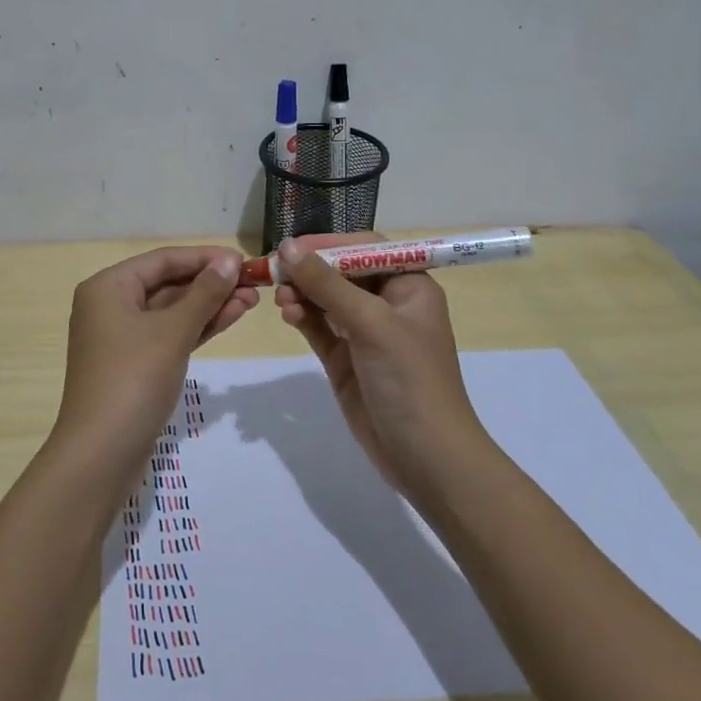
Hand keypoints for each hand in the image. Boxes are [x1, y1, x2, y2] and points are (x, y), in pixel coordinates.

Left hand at [55, 247, 256, 468]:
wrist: (101, 454)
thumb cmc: (133, 380)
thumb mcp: (172, 332)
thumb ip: (204, 293)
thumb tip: (230, 260)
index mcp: (108, 287)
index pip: (163, 260)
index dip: (205, 257)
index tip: (244, 260)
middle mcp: (110, 305)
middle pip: (168, 283)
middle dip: (211, 283)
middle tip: (255, 283)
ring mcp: (122, 337)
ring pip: (172, 311)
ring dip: (209, 305)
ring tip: (253, 299)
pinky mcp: (135, 364)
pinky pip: (169, 334)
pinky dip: (197, 327)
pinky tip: (231, 318)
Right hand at [273, 234, 487, 495]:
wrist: (425, 457)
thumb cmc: (409, 379)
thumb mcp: (370, 323)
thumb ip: (327, 284)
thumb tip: (287, 247)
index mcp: (409, 286)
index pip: (365, 250)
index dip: (329, 244)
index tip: (292, 247)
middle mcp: (388, 304)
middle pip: (341, 272)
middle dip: (309, 270)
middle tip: (274, 273)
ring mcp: (365, 333)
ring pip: (326, 299)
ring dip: (302, 294)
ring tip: (281, 300)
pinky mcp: (346, 359)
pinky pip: (319, 327)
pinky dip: (302, 317)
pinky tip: (287, 315)